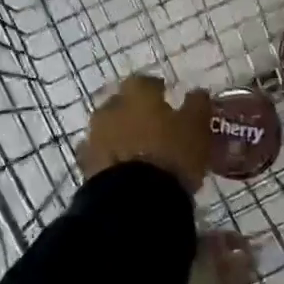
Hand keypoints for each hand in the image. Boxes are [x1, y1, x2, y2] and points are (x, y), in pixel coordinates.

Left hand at [77, 73, 211, 192]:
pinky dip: (111, 160)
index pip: (147, 82)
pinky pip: (100, 157)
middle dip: (135, 113)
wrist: (133, 200)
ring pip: (109, 130)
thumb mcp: (196, 128)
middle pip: (123, 104)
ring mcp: (95, 137)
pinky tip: (125, 172)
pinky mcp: (86, 167)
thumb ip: (197, 106)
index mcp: (137, 92)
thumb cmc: (170, 154)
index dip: (159, 91)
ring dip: (121, 136)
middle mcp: (111, 108)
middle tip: (153, 128)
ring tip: (140, 154)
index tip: (169, 101)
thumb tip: (197, 94)